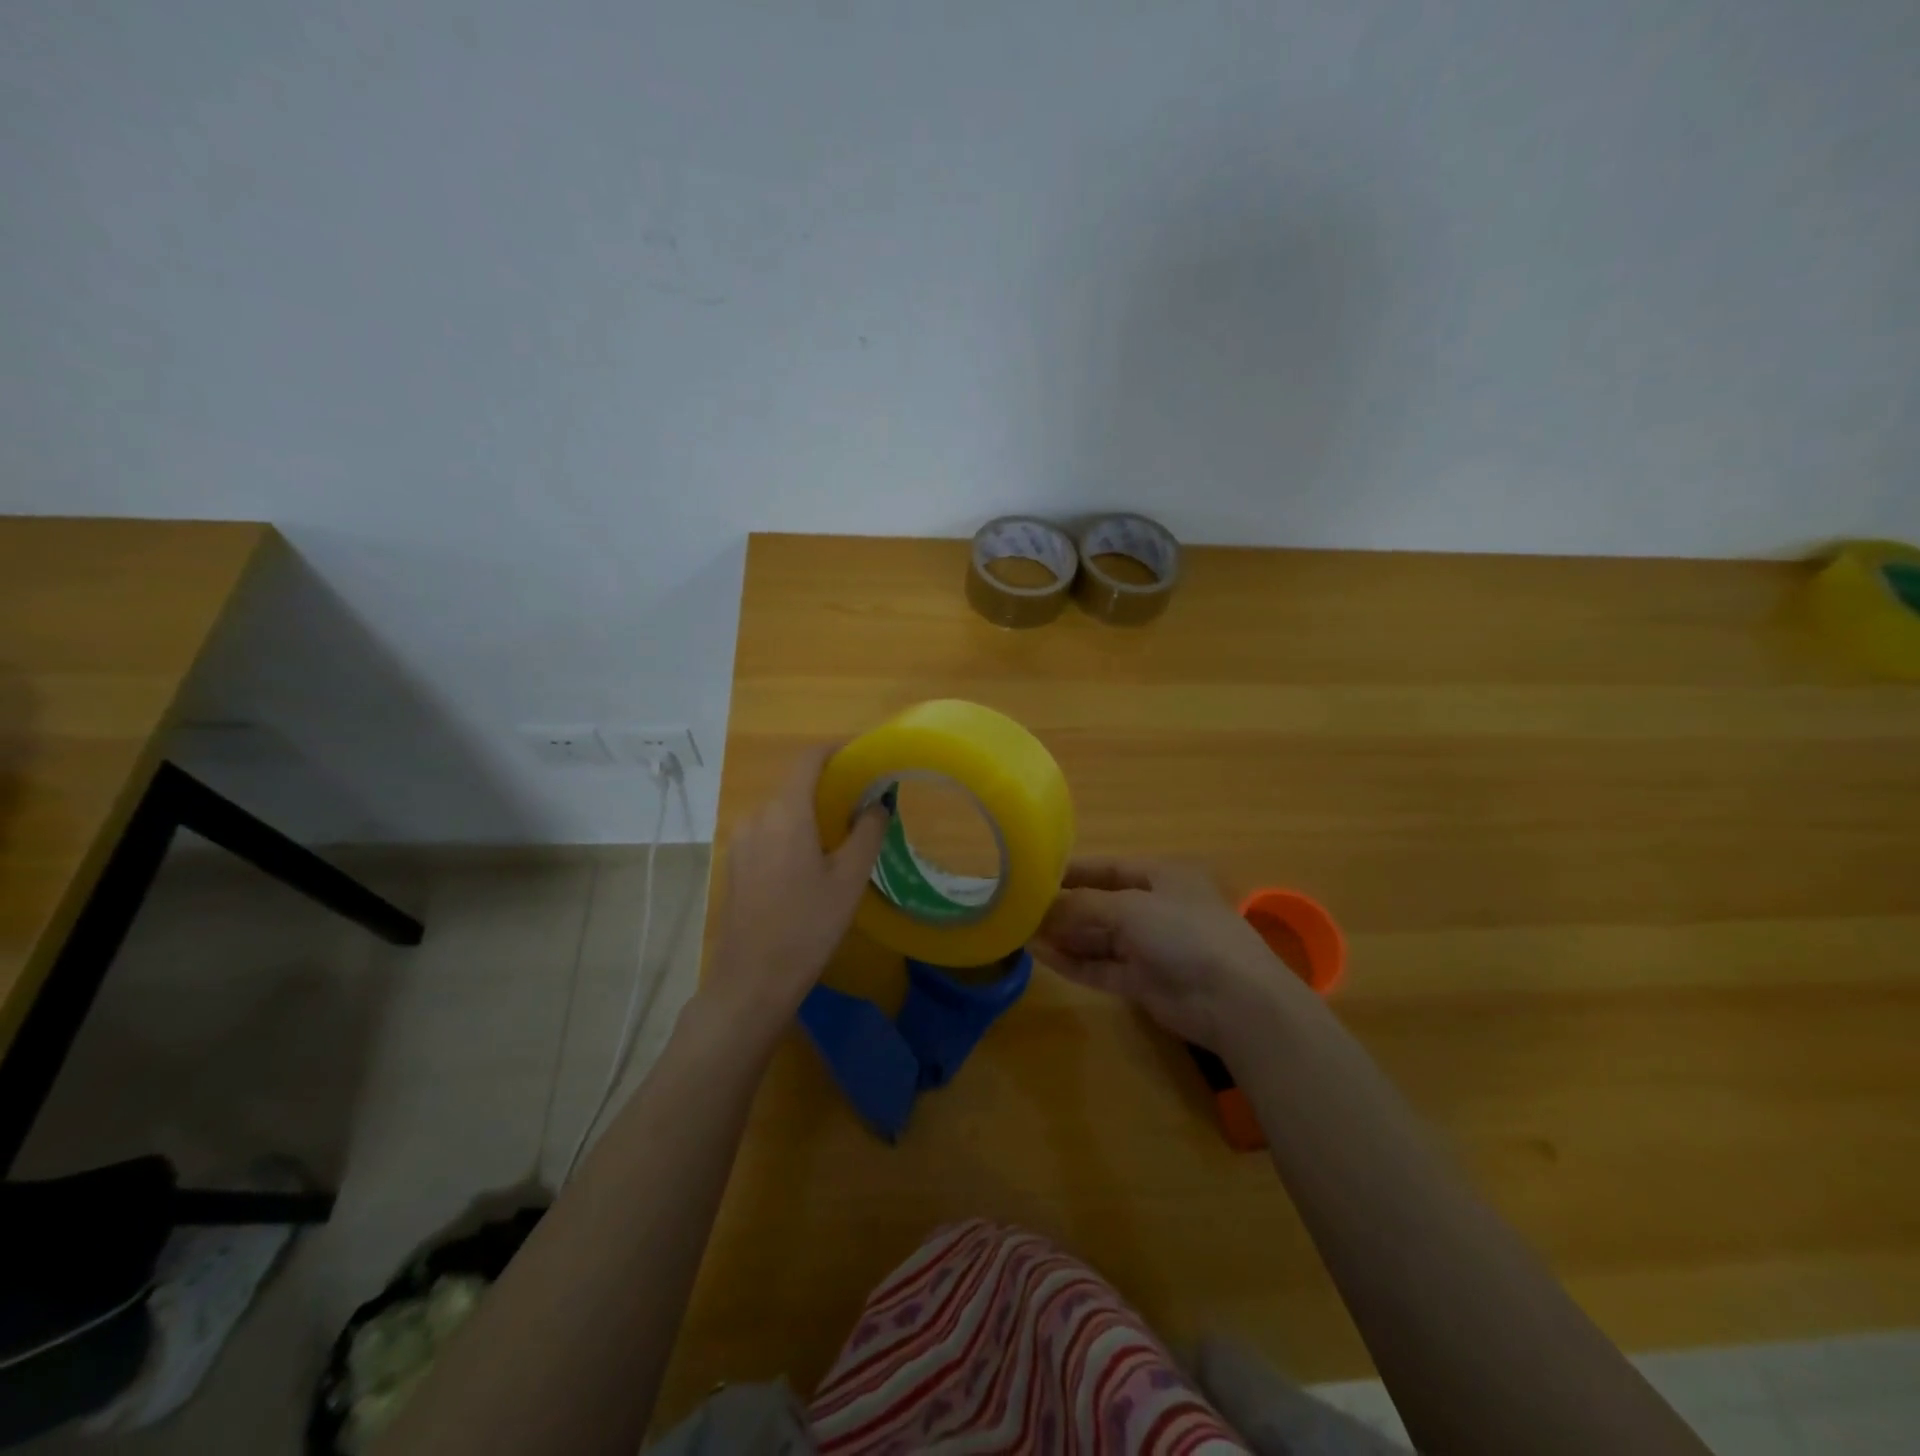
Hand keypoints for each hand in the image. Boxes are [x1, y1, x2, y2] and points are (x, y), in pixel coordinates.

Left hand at [704, 745, 887, 1034]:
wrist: (751, 981)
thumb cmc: (807, 926)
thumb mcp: (849, 879)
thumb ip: (867, 832)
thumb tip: (876, 803)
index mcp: (785, 812)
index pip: (809, 759)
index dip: (837, 749)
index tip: (865, 754)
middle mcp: (757, 816)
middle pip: (795, 784)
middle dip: (829, 785)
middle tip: (864, 801)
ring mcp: (739, 839)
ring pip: (781, 809)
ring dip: (810, 810)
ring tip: (841, 834)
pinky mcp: (734, 862)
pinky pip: (768, 830)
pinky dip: (793, 830)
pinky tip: (810, 860)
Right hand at [1029, 859, 1301, 1051]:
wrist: (1232, 999)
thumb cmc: (1183, 932)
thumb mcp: (1129, 907)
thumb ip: (1082, 905)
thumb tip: (1041, 908)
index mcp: (1160, 876)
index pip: (1108, 868)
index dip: (1072, 871)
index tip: (1033, 875)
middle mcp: (1154, 907)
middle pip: (1099, 903)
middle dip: (1063, 907)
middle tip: (1019, 909)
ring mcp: (1148, 946)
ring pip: (1097, 937)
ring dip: (1064, 935)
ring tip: (1021, 932)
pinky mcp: (1142, 981)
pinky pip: (1100, 966)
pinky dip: (1073, 961)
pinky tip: (1041, 956)